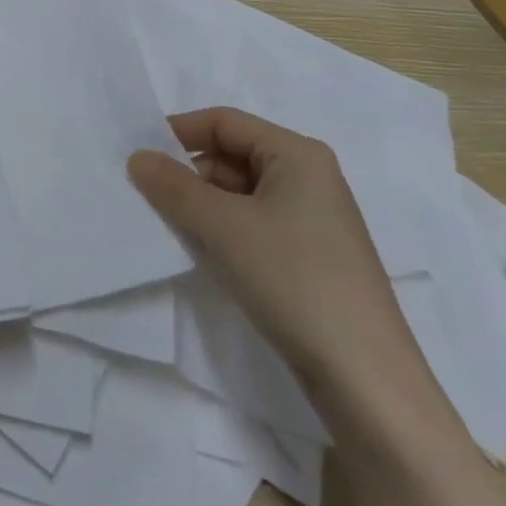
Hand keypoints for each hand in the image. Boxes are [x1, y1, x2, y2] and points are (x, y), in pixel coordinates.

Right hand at [127, 107, 430, 412]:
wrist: (367, 382)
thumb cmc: (295, 280)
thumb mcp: (224, 227)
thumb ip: (174, 187)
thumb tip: (138, 157)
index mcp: (298, 154)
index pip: (225, 122)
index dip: (179, 132)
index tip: (139, 156)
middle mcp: (310, 177)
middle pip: (233, 155)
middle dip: (190, 174)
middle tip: (149, 199)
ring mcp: (314, 220)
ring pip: (242, 194)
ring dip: (204, 206)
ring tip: (169, 228)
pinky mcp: (312, 258)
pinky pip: (256, 225)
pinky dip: (225, 231)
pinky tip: (204, 254)